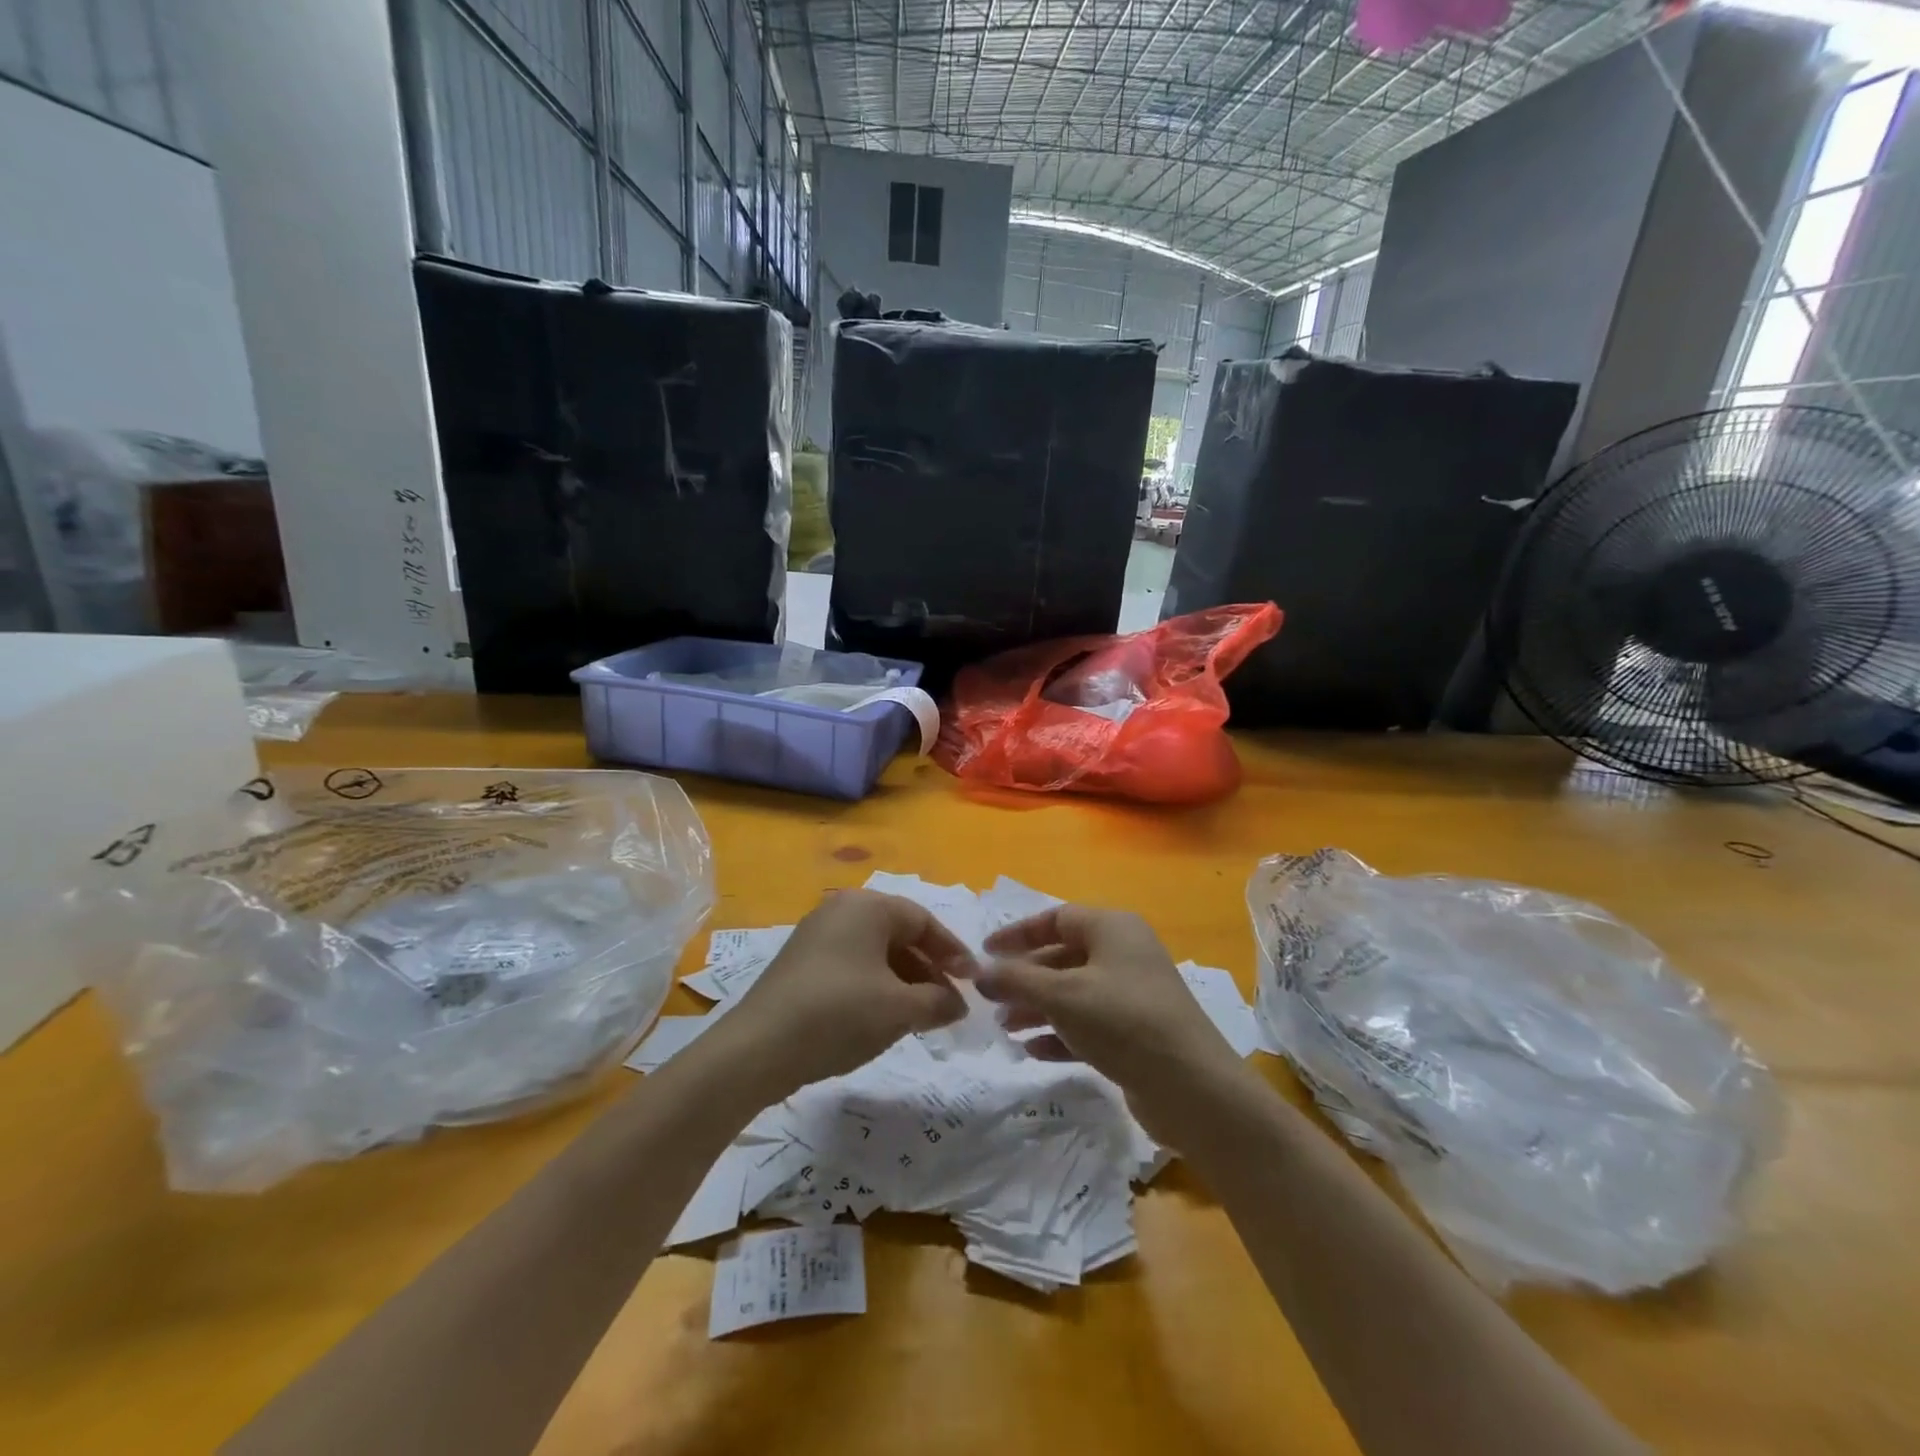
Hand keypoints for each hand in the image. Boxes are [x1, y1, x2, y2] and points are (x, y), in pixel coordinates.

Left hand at [708, 891, 970, 1098]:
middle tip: (948, 1004)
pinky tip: (881, 1018)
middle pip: (899, 934)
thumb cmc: (839, 1014)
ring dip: (904, 981)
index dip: (952, 952)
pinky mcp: (801, 963)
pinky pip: (852, 965)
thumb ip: (938, 1002)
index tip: (973, 982)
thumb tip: (959, 1004)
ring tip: (920, 1016)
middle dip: (928, 970)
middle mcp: (841, 910)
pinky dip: (875, 986)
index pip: (924, 921)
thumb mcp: (899, 1010)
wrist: (758, 1048)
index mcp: (868, 907)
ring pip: (875, 952)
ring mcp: (816, 935)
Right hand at [974, 905, 1250, 1134]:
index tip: (985, 953)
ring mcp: (1131, 995)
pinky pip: (1088, 1024)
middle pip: (1062, 957)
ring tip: (1005, 1029)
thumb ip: (1015, 980)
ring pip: (1073, 993)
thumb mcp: (1062, 995)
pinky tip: (1033, 1051)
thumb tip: (979, 973)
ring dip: (1037, 1008)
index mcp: (1113, 928)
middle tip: (990, 1000)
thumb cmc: (1122, 1021)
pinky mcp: (1135, 1034)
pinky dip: (1060, 1033)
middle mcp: (1124, 954)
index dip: (1018, 933)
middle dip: (1024, 978)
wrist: (1192, 1087)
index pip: (1056, 918)